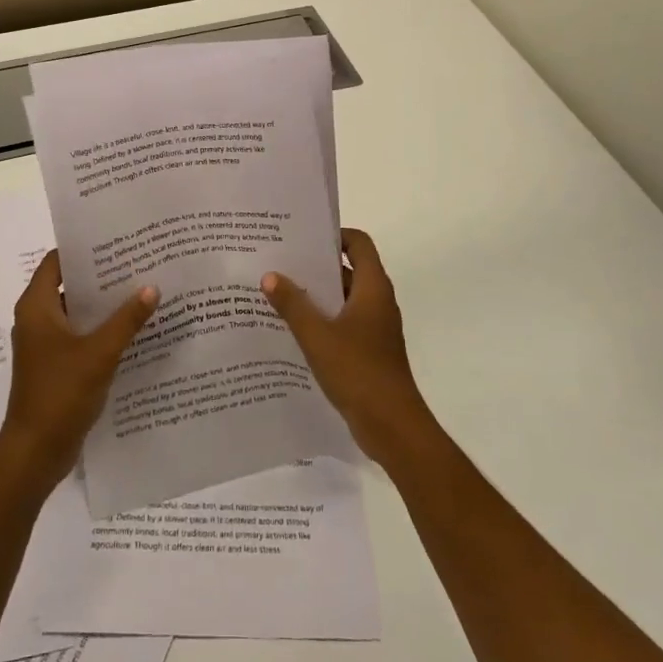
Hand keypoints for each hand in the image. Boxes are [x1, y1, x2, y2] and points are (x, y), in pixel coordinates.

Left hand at [0, 251, 159, 491]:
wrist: (35, 453)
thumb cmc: (60, 394)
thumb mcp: (99, 353)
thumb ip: (126, 319)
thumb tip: (152, 287)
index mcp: (36, 307)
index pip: (56, 261)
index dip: (83, 248)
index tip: (115, 240)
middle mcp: (36, 319)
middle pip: (68, 284)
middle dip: (100, 275)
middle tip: (137, 262)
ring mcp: (44, 344)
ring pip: (76, 311)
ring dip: (103, 304)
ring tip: (141, 290)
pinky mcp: (54, 365)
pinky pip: (79, 335)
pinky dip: (100, 329)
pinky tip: (132, 329)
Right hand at [262, 228, 434, 465]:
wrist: (392, 426)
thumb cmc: (358, 371)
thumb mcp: (317, 335)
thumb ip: (292, 304)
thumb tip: (270, 275)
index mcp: (373, 288)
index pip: (359, 243)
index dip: (334, 235)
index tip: (303, 237)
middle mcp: (377, 301)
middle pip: (348, 269)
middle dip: (316, 265)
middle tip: (280, 261)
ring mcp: (375, 328)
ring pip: (343, 299)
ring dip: (316, 295)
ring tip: (278, 292)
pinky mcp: (369, 351)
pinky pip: (343, 323)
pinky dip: (322, 320)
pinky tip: (292, 329)